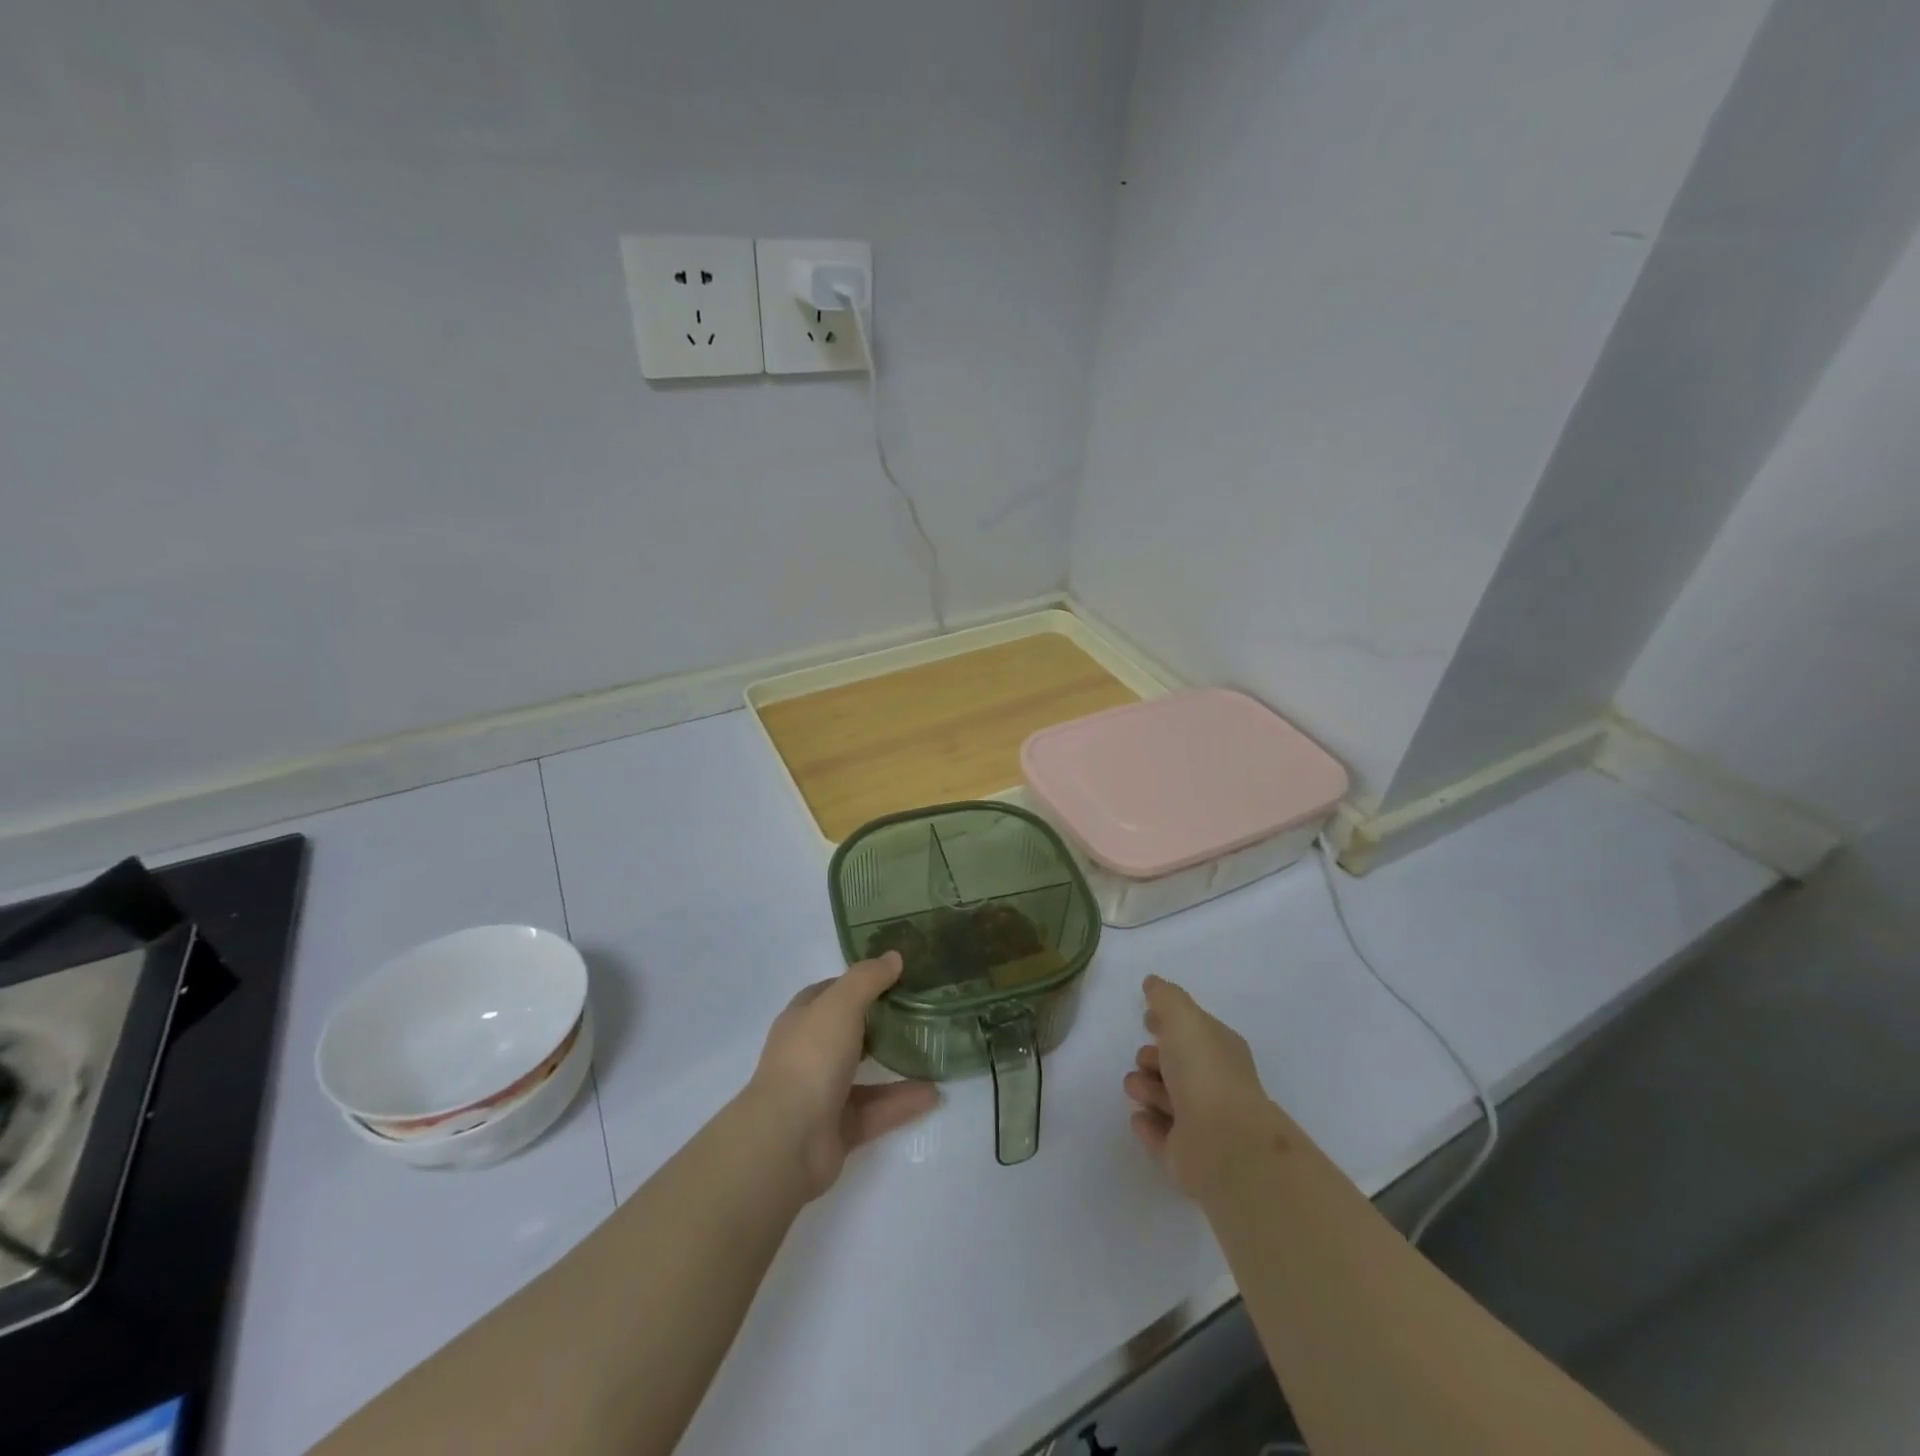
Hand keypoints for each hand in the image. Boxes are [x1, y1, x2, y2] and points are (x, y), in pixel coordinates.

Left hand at [746, 952, 940, 1199]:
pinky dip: (903, 1102)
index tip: (894, 976)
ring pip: (864, 1073)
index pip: (829, 993)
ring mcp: (822, 1093)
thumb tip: (893, 956)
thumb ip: (868, 979)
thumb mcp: (841, 1004)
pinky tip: (934, 1094)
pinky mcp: (839, 1129)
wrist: (788, 1141)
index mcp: (802, 1020)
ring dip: (896, 1063)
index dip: (857, 982)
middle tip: (919, 1009)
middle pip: (847, 1031)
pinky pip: (877, 1110)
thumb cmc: (811, 1058)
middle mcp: (809, 1054)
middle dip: (878, 1021)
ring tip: (933, 1051)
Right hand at [1123, 974, 1286, 1199]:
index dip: (1168, 1024)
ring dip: (1146, 1089)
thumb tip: (1153, 983)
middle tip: (1146, 1062)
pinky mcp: (1185, 1155)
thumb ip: (1165, 997)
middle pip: (1174, 1066)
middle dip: (1152, 1060)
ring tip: (1141, 1091)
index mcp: (1218, 1049)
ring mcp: (1200, 1122)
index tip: (1147, 1020)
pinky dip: (1148, 1124)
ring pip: (1163, 1098)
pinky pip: (1158, 1133)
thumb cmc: (1204, 1070)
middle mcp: (1212, 1084)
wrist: (1222, 1141)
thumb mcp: (1183, 1018)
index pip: (1191, 1031)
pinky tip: (1141, 1117)